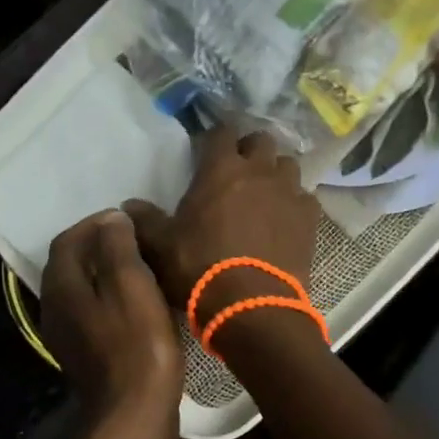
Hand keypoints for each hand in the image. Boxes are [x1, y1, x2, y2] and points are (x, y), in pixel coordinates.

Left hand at [41, 210, 183, 438]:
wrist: (133, 414)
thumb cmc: (137, 345)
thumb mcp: (131, 285)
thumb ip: (118, 247)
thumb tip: (112, 219)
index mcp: (61, 287)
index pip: (67, 240)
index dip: (94, 223)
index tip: (126, 218)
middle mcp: (54, 309)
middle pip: (70, 264)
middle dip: (98, 246)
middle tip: (134, 239)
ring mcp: (66, 336)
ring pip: (81, 290)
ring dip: (104, 272)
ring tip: (139, 266)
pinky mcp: (84, 355)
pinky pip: (91, 312)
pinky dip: (109, 297)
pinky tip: (136, 303)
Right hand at [124, 126, 321, 333]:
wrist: (251, 306)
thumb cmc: (200, 268)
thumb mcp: (161, 246)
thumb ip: (144, 220)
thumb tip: (128, 206)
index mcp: (221, 169)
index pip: (221, 131)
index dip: (214, 138)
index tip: (207, 151)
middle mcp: (259, 171)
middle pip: (262, 140)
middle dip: (250, 149)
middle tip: (238, 169)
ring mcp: (289, 193)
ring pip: (288, 165)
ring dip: (275, 173)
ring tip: (265, 193)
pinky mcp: (310, 219)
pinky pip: (305, 199)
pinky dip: (294, 204)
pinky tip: (285, 220)